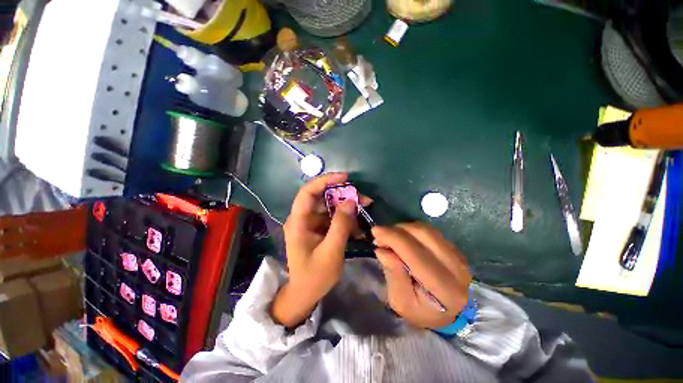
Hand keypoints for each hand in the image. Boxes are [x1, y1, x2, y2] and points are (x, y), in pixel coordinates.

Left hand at [271, 173, 370, 327]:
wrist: (305, 294)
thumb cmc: (315, 276)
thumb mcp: (331, 252)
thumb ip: (340, 226)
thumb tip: (350, 201)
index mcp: (298, 222)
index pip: (308, 192)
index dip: (324, 181)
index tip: (345, 178)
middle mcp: (302, 218)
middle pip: (322, 198)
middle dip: (343, 195)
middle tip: (363, 198)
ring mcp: (310, 223)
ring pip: (329, 207)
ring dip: (347, 208)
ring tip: (364, 210)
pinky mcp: (318, 228)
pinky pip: (332, 217)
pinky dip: (345, 219)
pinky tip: (357, 227)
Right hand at [372, 223, 471, 328]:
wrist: (449, 314)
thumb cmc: (421, 311)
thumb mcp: (401, 302)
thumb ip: (393, 275)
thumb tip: (382, 250)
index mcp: (443, 288)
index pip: (415, 253)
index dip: (393, 237)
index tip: (375, 231)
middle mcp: (456, 268)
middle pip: (423, 234)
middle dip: (397, 229)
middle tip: (381, 235)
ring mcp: (459, 256)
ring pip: (427, 229)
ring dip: (404, 228)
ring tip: (391, 236)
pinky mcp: (456, 249)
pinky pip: (431, 231)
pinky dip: (413, 230)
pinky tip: (404, 238)